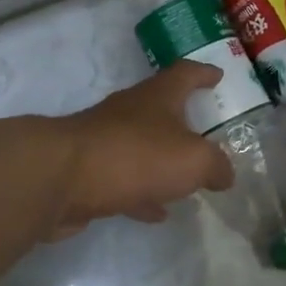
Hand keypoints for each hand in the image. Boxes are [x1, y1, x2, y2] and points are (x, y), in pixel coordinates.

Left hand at [52, 61, 236, 235]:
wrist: (60, 178)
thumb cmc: (135, 156)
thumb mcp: (192, 159)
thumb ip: (215, 165)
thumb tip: (225, 174)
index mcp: (157, 97)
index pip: (185, 74)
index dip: (203, 73)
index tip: (218, 75)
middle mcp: (129, 111)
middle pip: (160, 108)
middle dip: (182, 118)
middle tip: (205, 130)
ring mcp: (105, 140)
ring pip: (142, 146)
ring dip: (162, 160)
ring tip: (186, 179)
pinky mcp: (89, 171)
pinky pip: (125, 179)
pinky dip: (143, 192)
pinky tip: (156, 211)